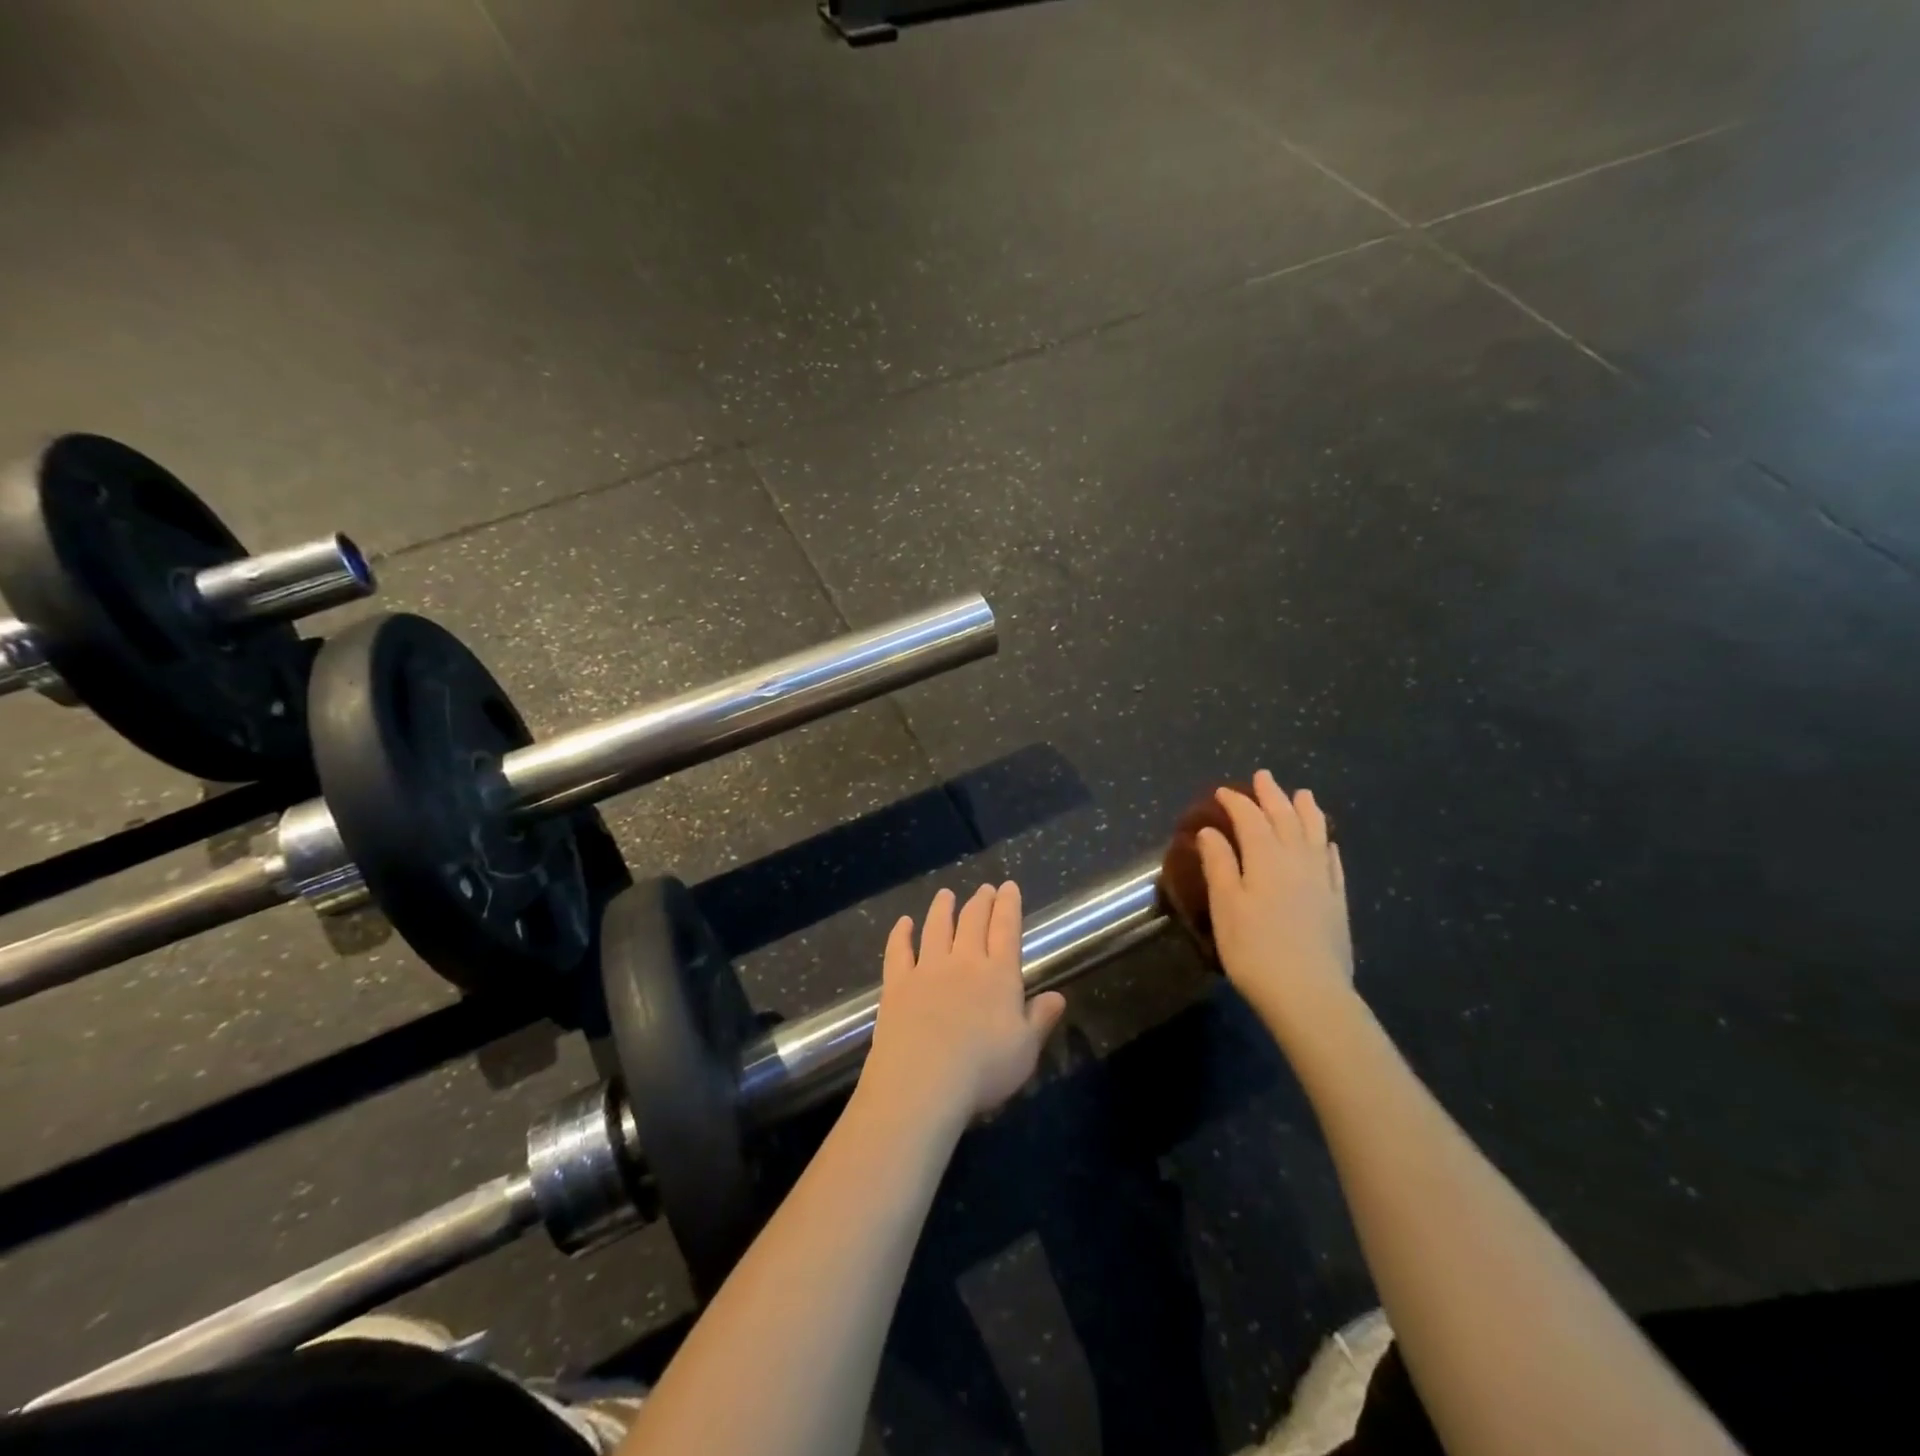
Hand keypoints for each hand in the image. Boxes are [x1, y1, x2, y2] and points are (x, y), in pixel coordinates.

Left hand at [863, 882, 1064, 1126]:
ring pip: (936, 928)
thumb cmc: (983, 1069)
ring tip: (946, 894)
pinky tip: (903, 923)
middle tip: (985, 889)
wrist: (922, 1081)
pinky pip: (898, 951)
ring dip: (942, 909)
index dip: (1009, 906)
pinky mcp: (896, 984)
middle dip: (981, 902)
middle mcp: (963, 962)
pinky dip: (900, 934)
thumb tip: (1058, 996)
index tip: (1009, 887)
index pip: (1007, 930)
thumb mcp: (1025, 1050)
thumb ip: (1040, 1019)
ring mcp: (927, 970)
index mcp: (998, 975)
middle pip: (973, 923)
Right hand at [1196, 770, 1354, 1037]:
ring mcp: (1321, 880)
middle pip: (1285, 819)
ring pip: (1315, 834)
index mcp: (1265, 859)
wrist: (1309, 993)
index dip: (1236, 803)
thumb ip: (1219, 864)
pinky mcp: (1336, 902)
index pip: (1250, 820)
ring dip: (1306, 811)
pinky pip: (1333, 863)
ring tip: (1303, 794)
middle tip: (1263, 776)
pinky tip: (1327, 843)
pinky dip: (1327, 845)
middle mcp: (1296, 860)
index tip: (1221, 791)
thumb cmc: (1254, 949)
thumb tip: (1210, 831)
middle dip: (1272, 796)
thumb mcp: (1226, 906)